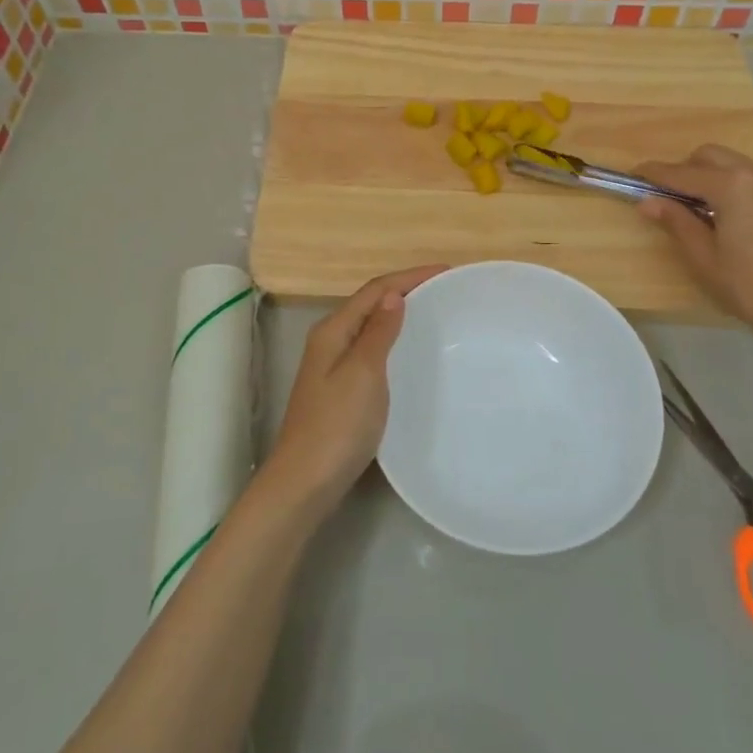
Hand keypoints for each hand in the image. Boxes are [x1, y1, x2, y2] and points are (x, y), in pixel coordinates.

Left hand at [265, 266, 446, 514]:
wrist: (305, 481)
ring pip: (369, 326)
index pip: (375, 290)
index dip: (409, 277)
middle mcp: (329, 341)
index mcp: (333, 330)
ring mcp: (332, 366)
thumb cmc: (337, 425)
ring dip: (398, 314)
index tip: (447, 271)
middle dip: (405, 290)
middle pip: (370, 303)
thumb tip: (393, 296)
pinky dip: (392, 341)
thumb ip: (378, 332)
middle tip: (444, 289)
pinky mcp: (339, 389)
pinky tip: (408, 353)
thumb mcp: (363, 373)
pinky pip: (370, 350)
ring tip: (432, 313)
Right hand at [635, 145, 752, 343]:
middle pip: (708, 156)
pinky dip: (725, 181)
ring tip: (689, 205)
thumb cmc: (746, 284)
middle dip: (682, 169)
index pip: (682, 173)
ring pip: (729, 162)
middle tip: (663, 196)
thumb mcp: (701, 254)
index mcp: (732, 186)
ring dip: (704, 174)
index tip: (631, 176)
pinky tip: (716, 210)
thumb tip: (646, 201)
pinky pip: (745, 175)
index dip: (654, 174)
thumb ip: (674, 220)